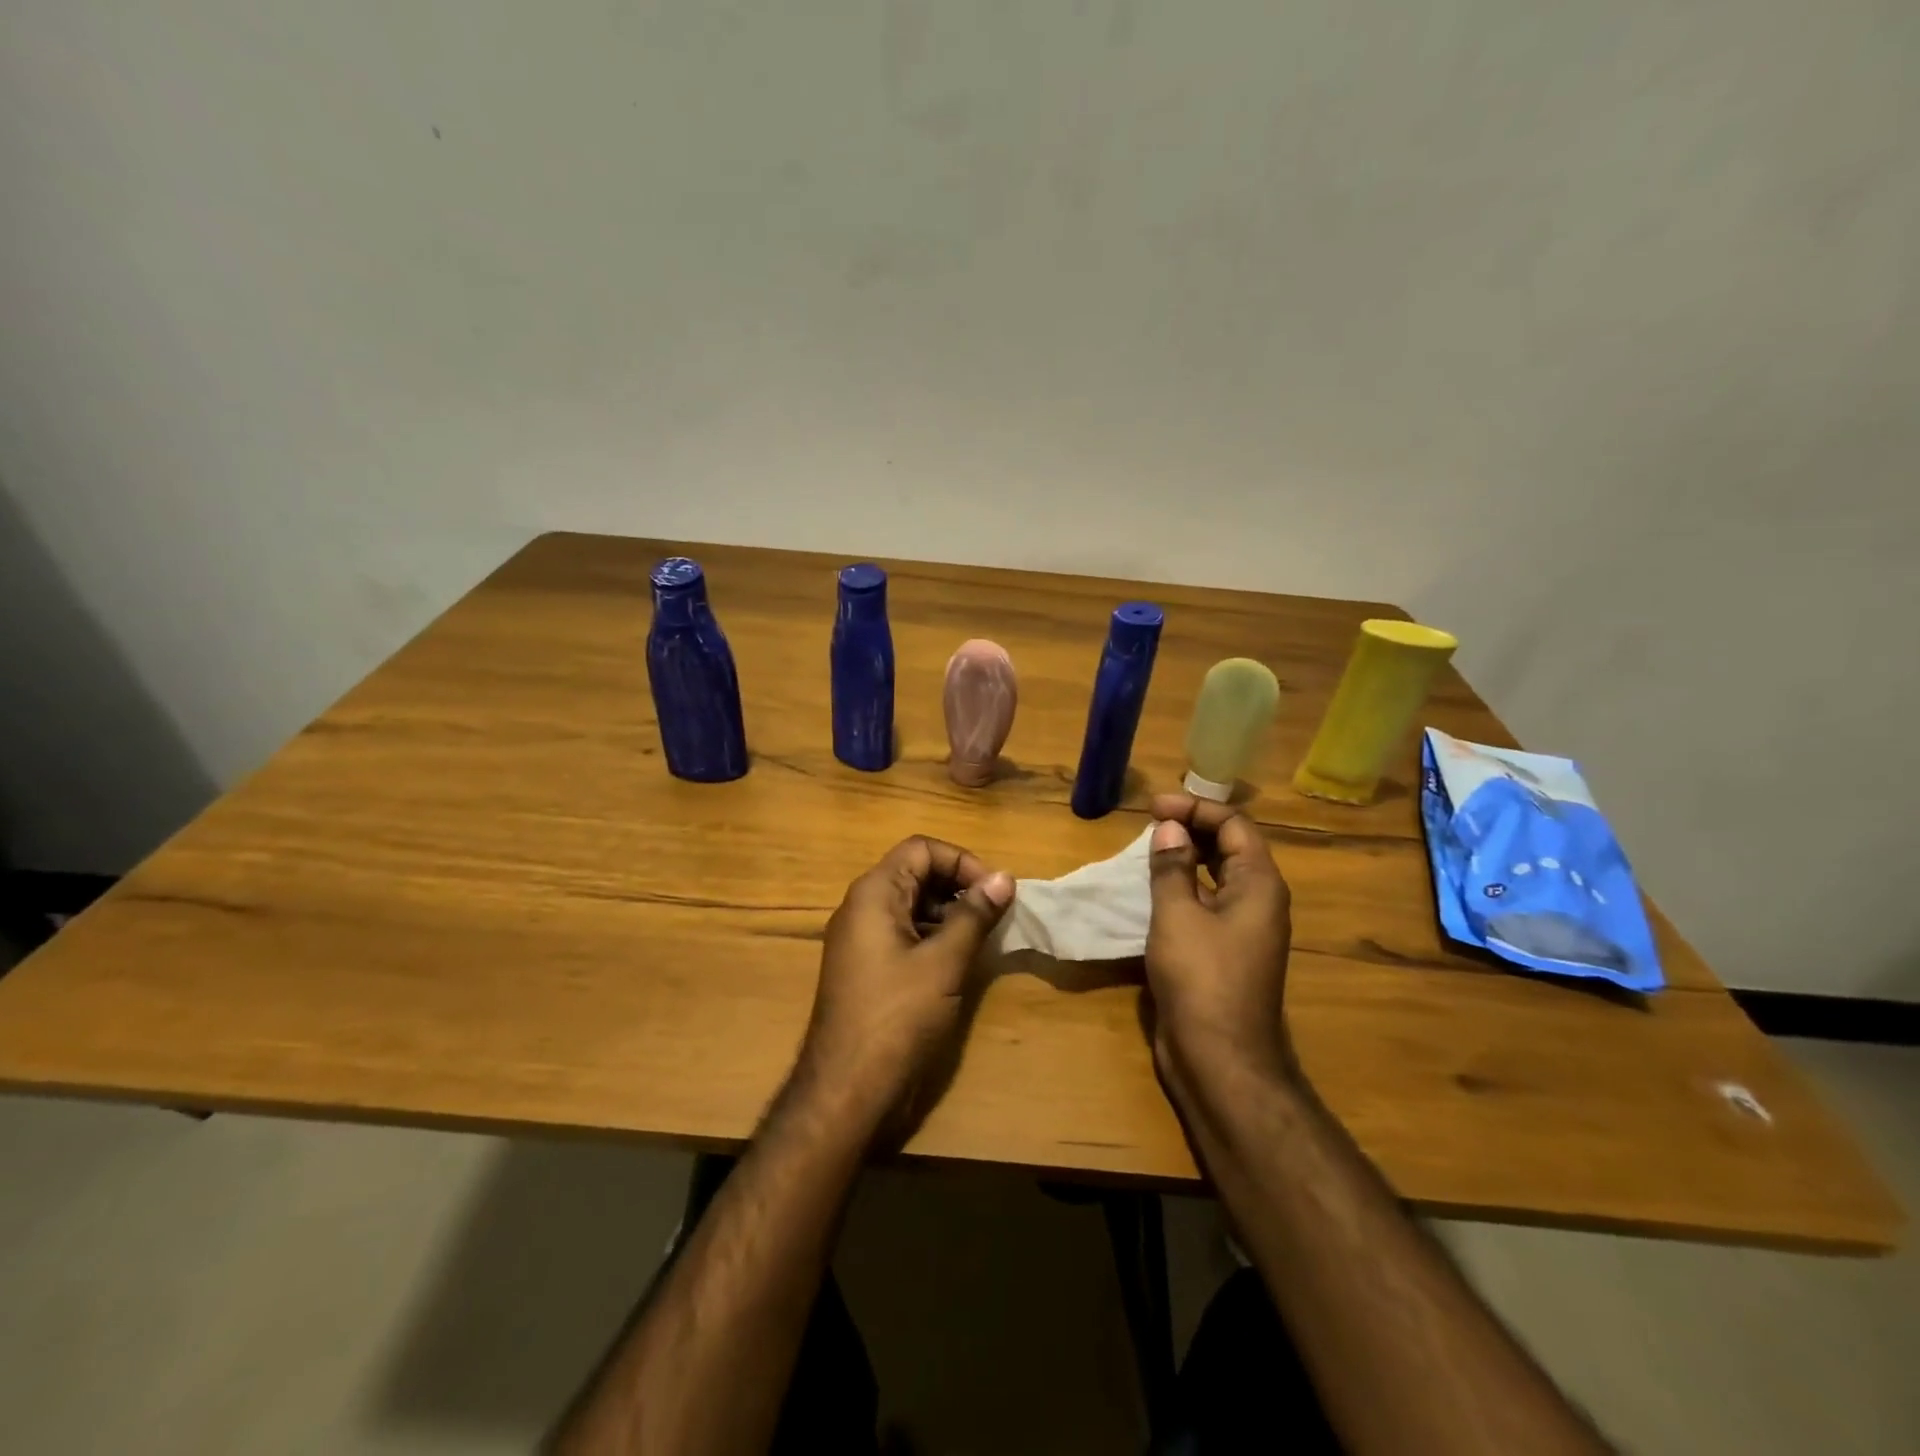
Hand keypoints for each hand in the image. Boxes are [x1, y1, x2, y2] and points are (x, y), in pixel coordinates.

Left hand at [795, 836, 1014, 1140]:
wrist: (847, 1089)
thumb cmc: (898, 1016)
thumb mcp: (944, 962)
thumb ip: (974, 915)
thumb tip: (1004, 877)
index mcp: (874, 893)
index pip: (921, 849)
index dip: (961, 861)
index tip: (994, 891)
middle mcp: (861, 907)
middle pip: (915, 873)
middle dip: (958, 886)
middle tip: (995, 914)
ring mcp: (860, 939)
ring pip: (911, 905)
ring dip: (949, 913)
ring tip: (983, 938)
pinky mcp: (866, 968)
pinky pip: (903, 934)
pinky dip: (933, 937)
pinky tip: (959, 961)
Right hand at [1144, 793, 1296, 1112]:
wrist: (1220, 1060)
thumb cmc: (1201, 978)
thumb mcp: (1178, 915)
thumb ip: (1173, 867)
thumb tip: (1169, 828)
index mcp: (1259, 885)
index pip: (1234, 825)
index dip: (1195, 808)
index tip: (1154, 807)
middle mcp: (1258, 902)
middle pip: (1230, 848)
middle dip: (1192, 828)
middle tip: (1150, 822)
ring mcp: (1243, 930)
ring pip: (1217, 877)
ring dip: (1186, 858)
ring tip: (1147, 849)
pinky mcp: (1224, 953)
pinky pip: (1206, 905)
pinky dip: (1182, 889)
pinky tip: (1152, 891)